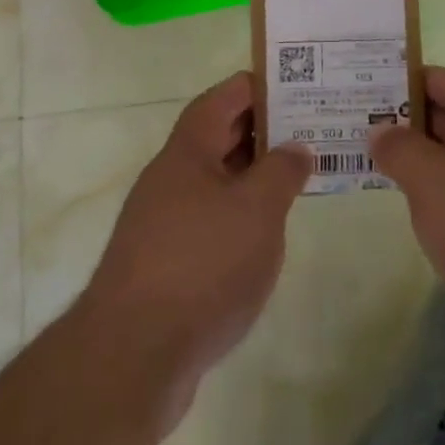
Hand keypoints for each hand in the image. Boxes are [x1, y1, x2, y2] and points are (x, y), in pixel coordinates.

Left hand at [77, 72, 310, 428]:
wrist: (132, 358)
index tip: (300, 86)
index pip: (226, 96)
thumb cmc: (201, 265)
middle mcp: (171, 176)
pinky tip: (264, 237)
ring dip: (254, 176)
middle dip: (264, 130)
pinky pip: (210, 220)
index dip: (261, 85)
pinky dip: (240, 217)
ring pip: (217, 181)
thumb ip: (282, 171)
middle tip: (312, 130)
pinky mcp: (166, 264)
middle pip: (220, 136)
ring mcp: (164, 221)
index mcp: (188, 149)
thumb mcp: (257, 210)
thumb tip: (297, 147)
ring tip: (298, 179)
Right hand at [372, 67, 444, 378]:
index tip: (366, 100)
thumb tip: (381, 130)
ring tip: (390, 180)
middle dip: (410, 125)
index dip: (403, 84)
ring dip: (431, 165)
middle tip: (365, 138)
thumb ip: (399, 150)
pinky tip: (437, 225)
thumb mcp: (430, 183)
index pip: (440, 78)